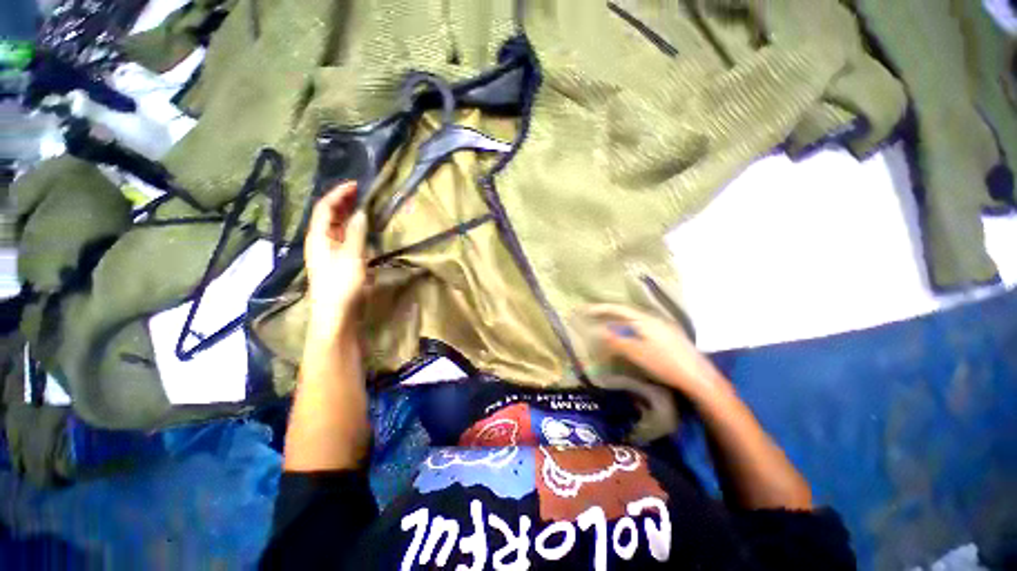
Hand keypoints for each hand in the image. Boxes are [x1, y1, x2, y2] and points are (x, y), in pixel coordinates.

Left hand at [304, 182, 367, 331]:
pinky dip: (353, 228)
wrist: (336, 313)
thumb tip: (362, 212)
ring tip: (365, 207)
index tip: (357, 184)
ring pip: (336, 226)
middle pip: (328, 214)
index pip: (325, 207)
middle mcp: (320, 240)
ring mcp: (328, 251)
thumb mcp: (351, 256)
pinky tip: (364, 229)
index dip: (339, 193)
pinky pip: (344, 237)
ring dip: (349, 214)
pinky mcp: (337, 261)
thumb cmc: (341, 284)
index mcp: (318, 236)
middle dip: (343, 201)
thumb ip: (356, 232)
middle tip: (363, 193)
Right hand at [587, 304, 728, 401]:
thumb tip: (600, 331)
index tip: (585, 310)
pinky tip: (627, 336)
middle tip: (593, 316)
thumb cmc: (665, 363)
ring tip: (606, 326)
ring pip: (634, 320)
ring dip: (618, 321)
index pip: (618, 309)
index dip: (601, 309)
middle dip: (608, 313)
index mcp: (645, 319)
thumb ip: (617, 341)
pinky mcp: (668, 337)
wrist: (699, 378)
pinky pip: (642, 327)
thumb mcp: (637, 353)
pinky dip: (629, 328)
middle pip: (626, 312)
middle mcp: (654, 319)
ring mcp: (663, 327)